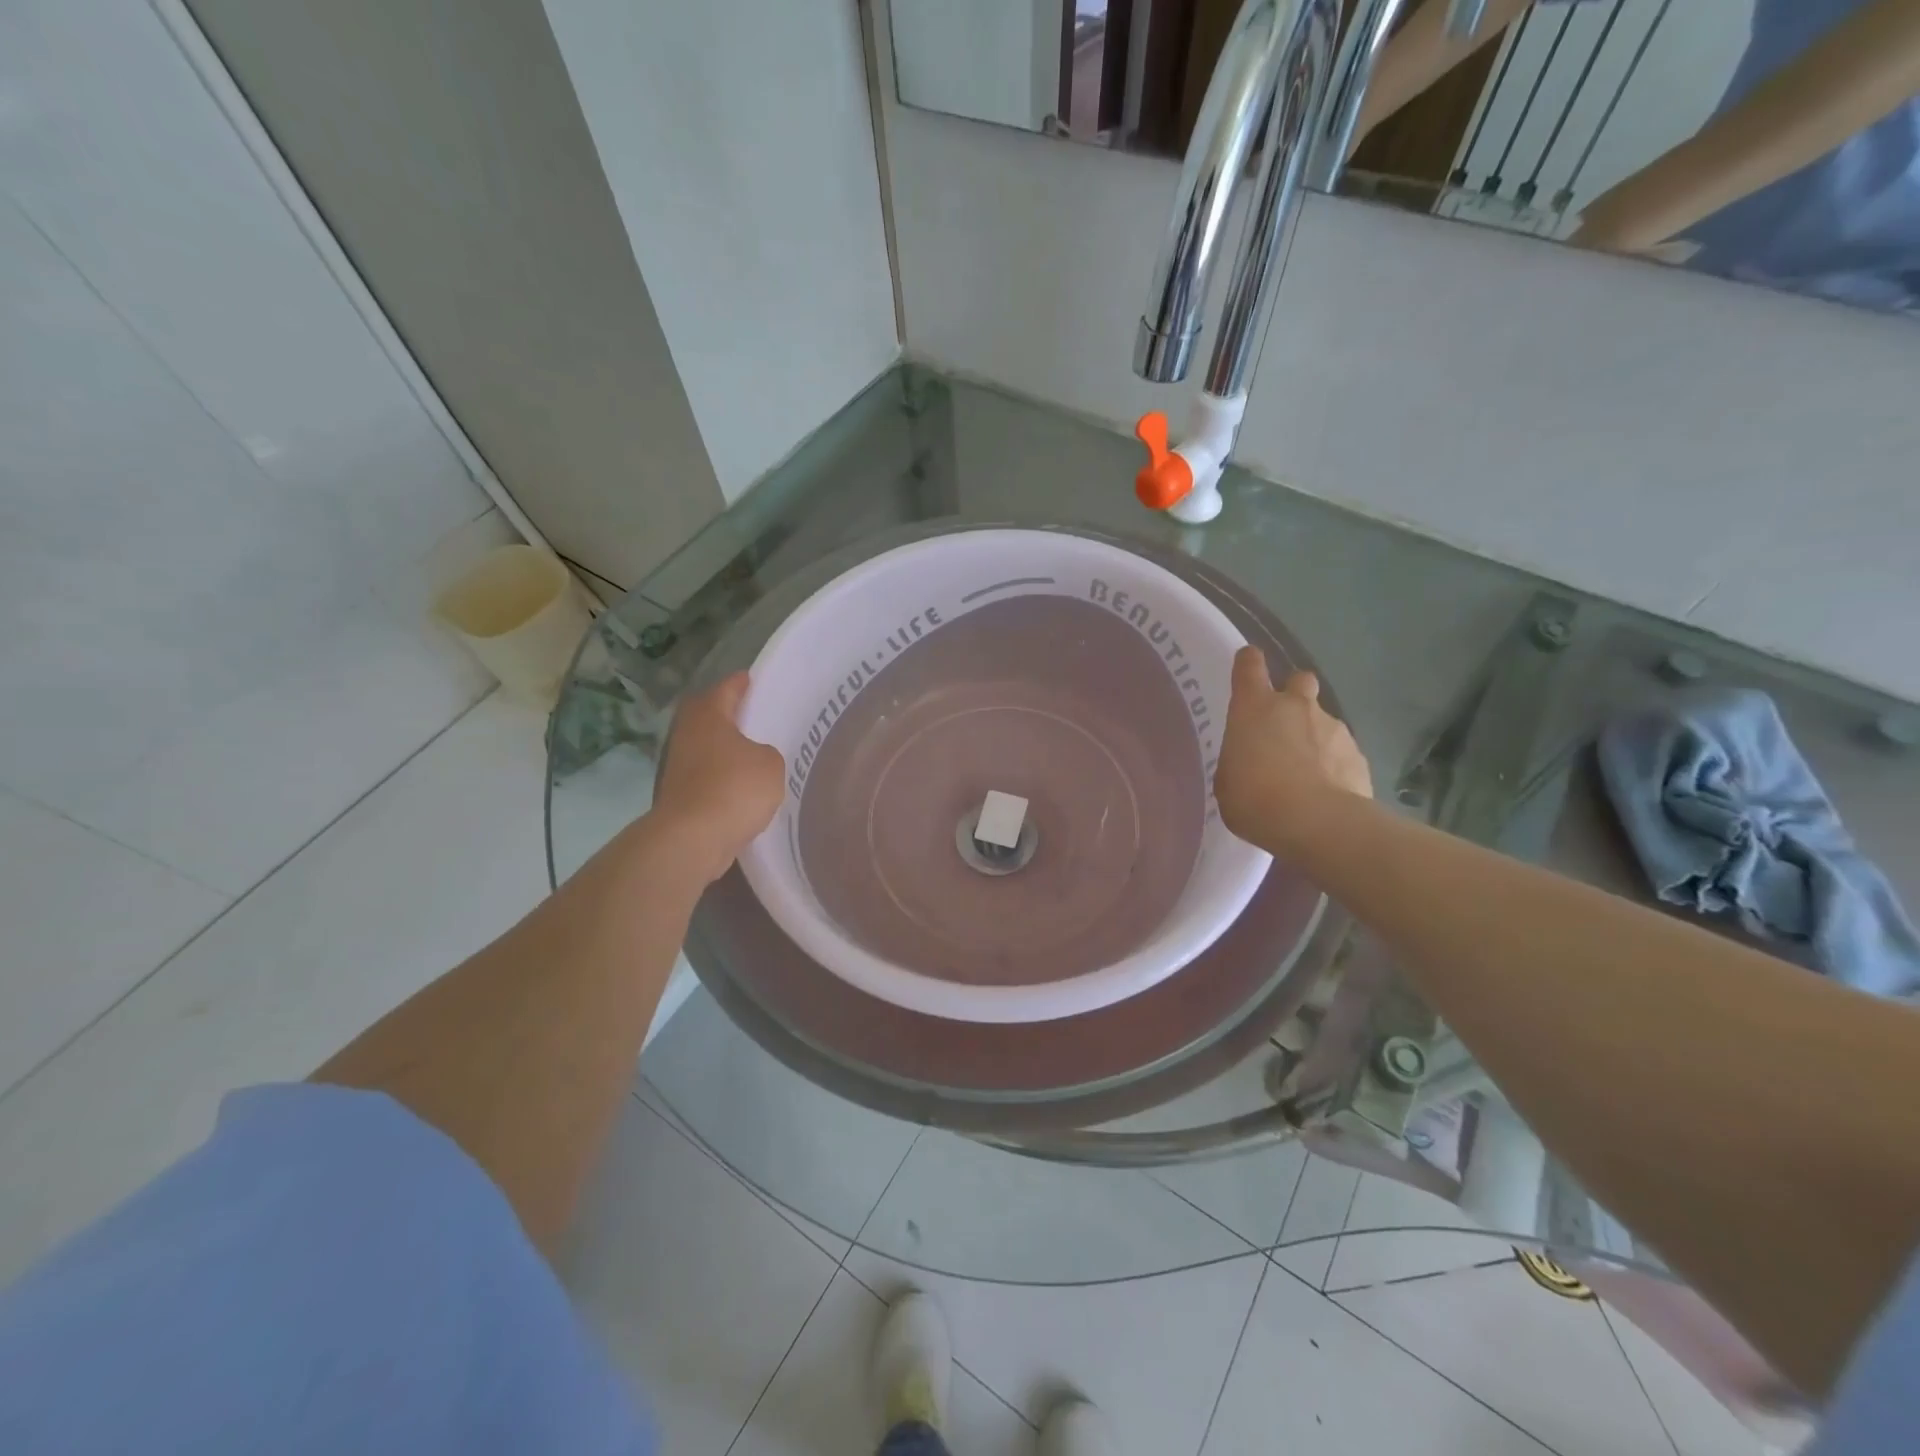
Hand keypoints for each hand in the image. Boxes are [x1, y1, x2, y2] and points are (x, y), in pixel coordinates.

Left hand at [652, 673, 784, 884]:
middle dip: (728, 715)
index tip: (752, 679)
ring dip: (724, 749)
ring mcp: (678, 765)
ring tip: (752, 754)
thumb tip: (754, 758)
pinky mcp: (678, 794)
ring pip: (705, 746)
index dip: (741, 683)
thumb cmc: (734, 789)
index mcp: (708, 715)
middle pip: (708, 715)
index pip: (726, 688)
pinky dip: (720, 776)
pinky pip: (705, 775)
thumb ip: (767, 752)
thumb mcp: (771, 764)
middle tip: (753, 716)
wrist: (692, 839)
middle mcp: (687, 734)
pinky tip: (741, 786)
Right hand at [1214, 647, 1371, 856]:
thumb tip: (1250, 761)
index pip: (1249, 665)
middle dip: (1293, 694)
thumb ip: (1238, 761)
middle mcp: (1295, 707)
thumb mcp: (1227, 782)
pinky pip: (1342, 752)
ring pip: (1323, 720)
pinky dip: (1334, 765)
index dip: (1248, 663)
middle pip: (1299, 680)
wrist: (1318, 824)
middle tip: (1284, 725)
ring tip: (1307, 773)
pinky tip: (1327, 791)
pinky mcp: (1358, 754)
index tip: (1247, 668)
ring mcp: (1333, 728)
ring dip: (1315, 737)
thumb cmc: (1255, 800)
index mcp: (1255, 708)